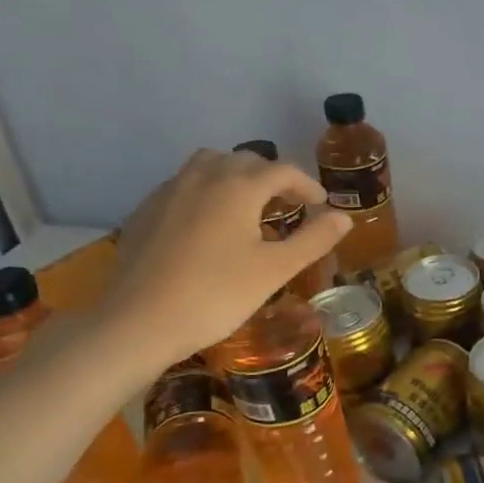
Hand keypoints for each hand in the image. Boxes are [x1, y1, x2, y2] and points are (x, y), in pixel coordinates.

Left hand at [99, 149, 350, 368]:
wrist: (138, 322)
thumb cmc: (216, 295)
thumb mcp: (275, 270)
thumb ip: (313, 239)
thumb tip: (344, 217)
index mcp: (238, 187)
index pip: (282, 170)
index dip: (307, 185)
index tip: (321, 205)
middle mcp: (203, 178)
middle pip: (245, 160)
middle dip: (272, 177)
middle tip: (288, 205)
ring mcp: (169, 192)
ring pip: (209, 165)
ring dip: (236, 177)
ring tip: (248, 206)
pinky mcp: (146, 212)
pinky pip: (183, 185)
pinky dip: (206, 191)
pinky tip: (208, 225)